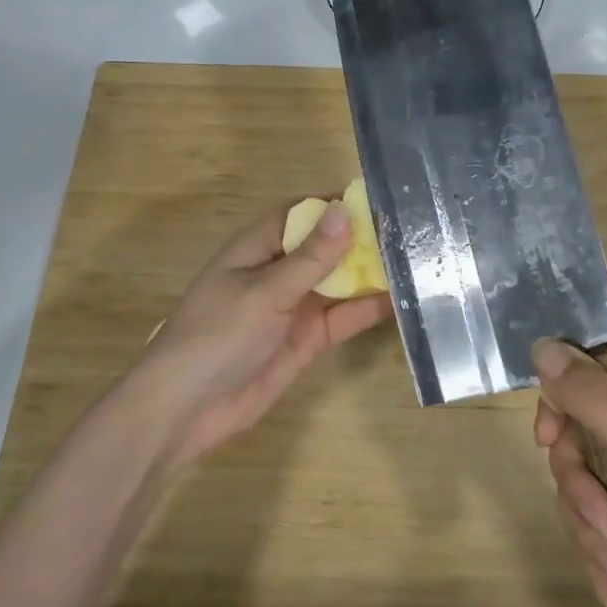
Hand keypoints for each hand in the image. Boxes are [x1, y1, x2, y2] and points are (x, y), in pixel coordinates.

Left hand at [129, 200, 393, 468]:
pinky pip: (342, 318)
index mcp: (257, 247)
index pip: (300, 212)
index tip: (377, 197)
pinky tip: (403, 301)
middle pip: (325, 246)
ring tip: (418, 260)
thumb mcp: (265, 292)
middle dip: (361, 238)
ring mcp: (293, 307)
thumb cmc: (217, 335)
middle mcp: (278, 271)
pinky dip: (368, 310)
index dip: (334, 203)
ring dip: (370, 273)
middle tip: (412, 229)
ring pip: (339, 281)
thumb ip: (310, 257)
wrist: (187, 410)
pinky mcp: (306, 340)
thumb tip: (343, 210)